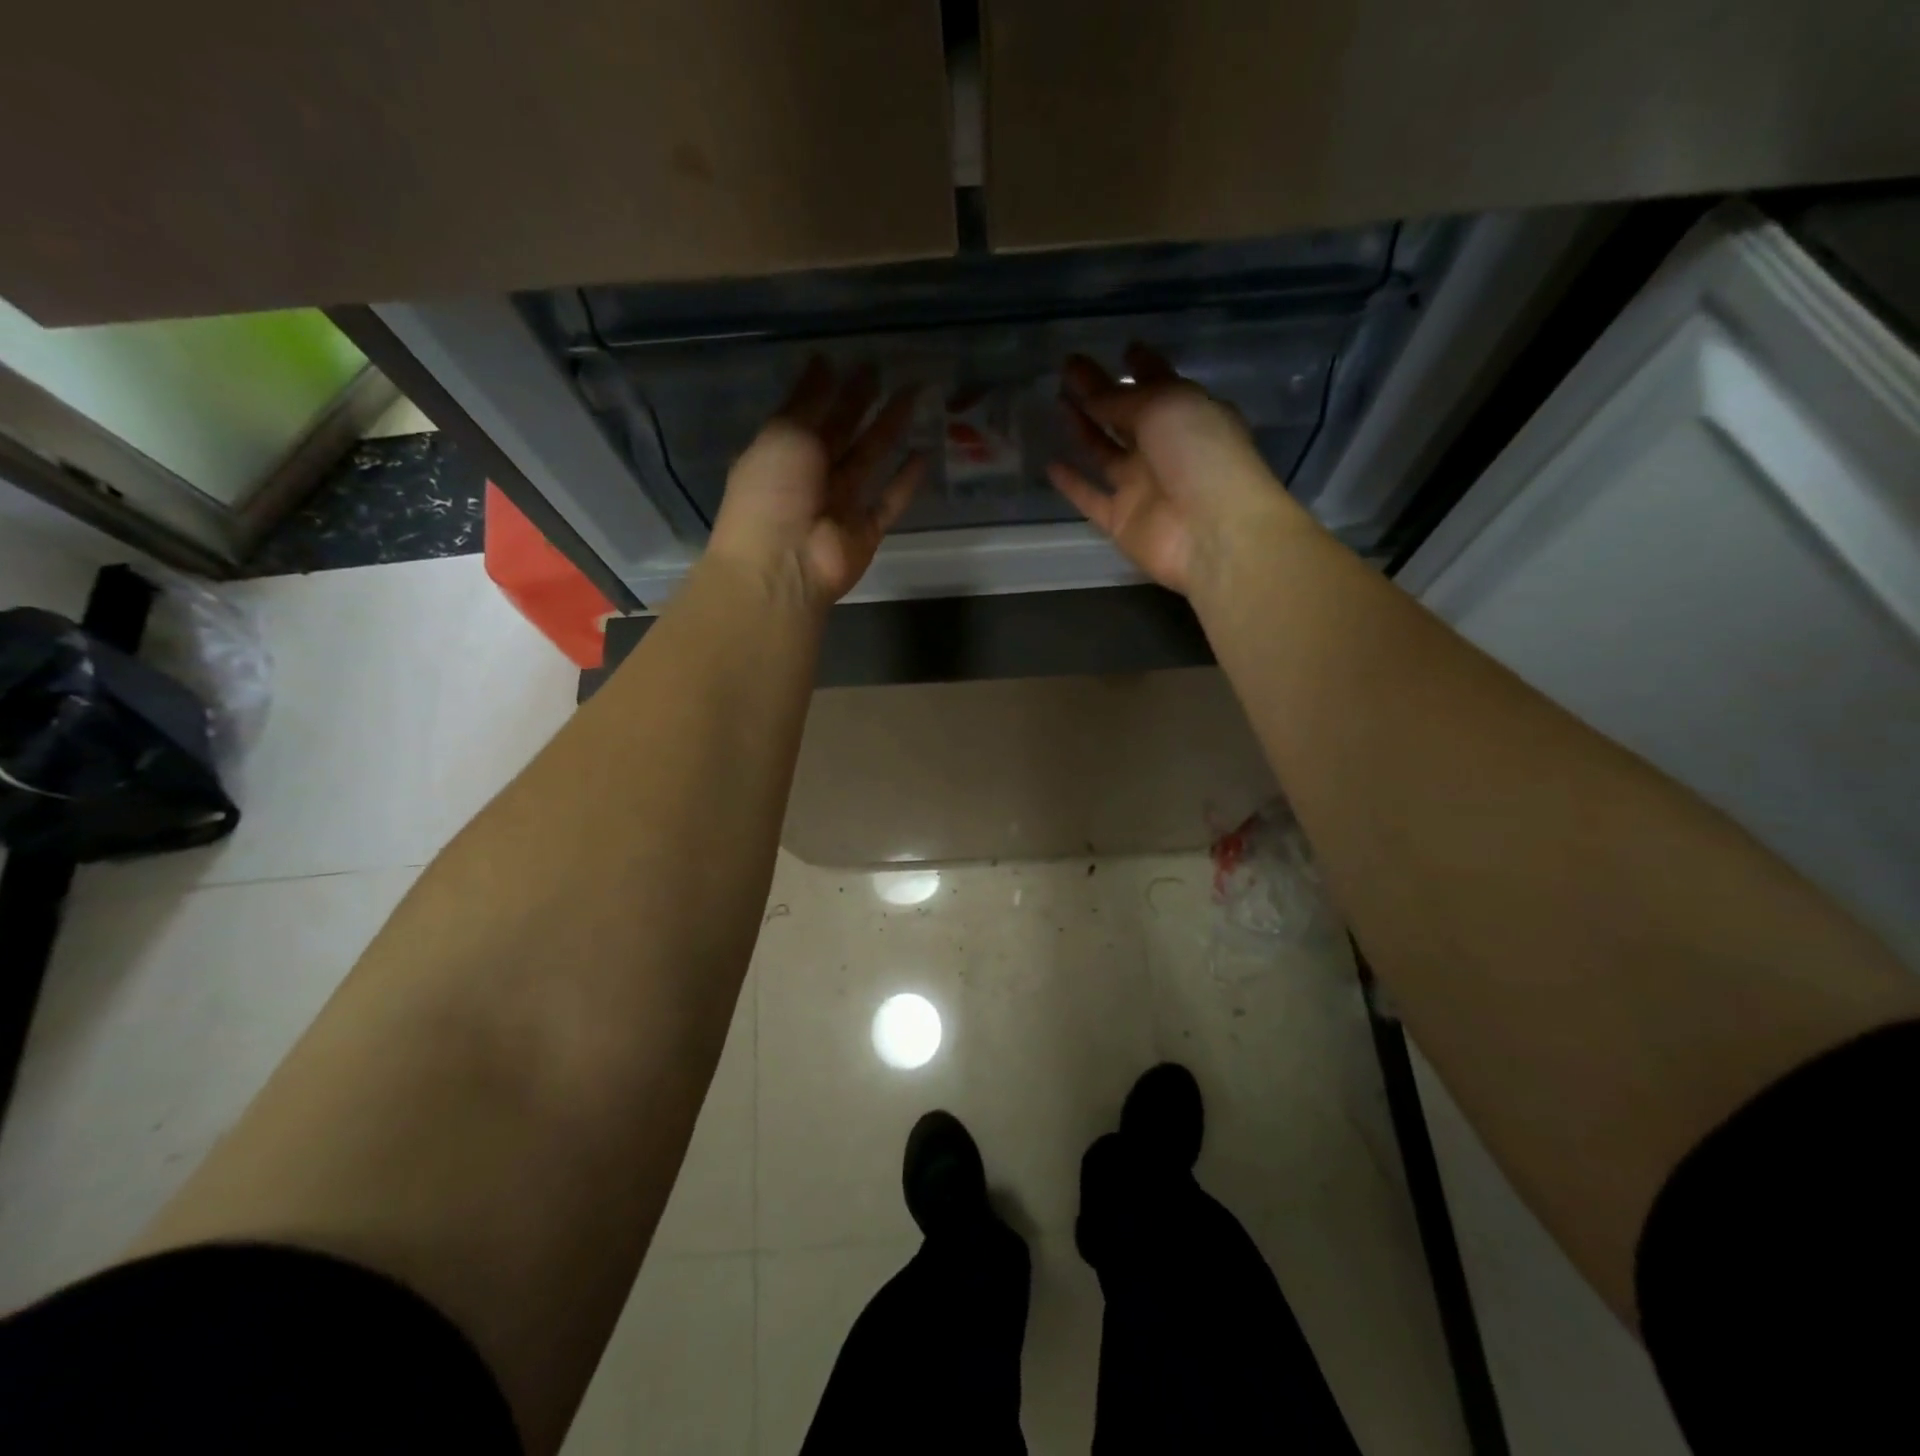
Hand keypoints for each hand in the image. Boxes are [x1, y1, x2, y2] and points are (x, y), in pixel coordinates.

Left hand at [709, 358, 925, 606]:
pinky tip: (925, 453)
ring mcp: (840, 506)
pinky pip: (889, 502)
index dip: (832, 388)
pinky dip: (906, 481)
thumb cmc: (772, 493)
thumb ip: (808, 400)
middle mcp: (811, 477)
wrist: (783, 565)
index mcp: (783, 452)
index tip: (856, 361)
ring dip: (890, 430)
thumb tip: (823, 360)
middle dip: (863, 403)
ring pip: (870, 460)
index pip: (810, 413)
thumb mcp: (784, 434)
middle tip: (889, 372)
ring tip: (915, 397)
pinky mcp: (866, 532)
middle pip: (842, 433)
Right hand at [1048, 344, 1293, 595]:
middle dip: (1101, 391)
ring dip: (1083, 428)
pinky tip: (1050, 463)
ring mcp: (1142, 486)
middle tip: (1069, 368)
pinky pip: (1090, 498)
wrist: (1212, 532)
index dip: (1142, 366)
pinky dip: (1071, 484)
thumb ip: (1122, 400)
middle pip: (1126, 415)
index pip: (1160, 383)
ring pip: (1105, 452)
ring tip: (1056, 401)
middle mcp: (1165, 448)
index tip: (1122, 348)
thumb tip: (1091, 397)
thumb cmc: (1201, 455)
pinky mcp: (1121, 520)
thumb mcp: (1165, 407)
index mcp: (1188, 414)